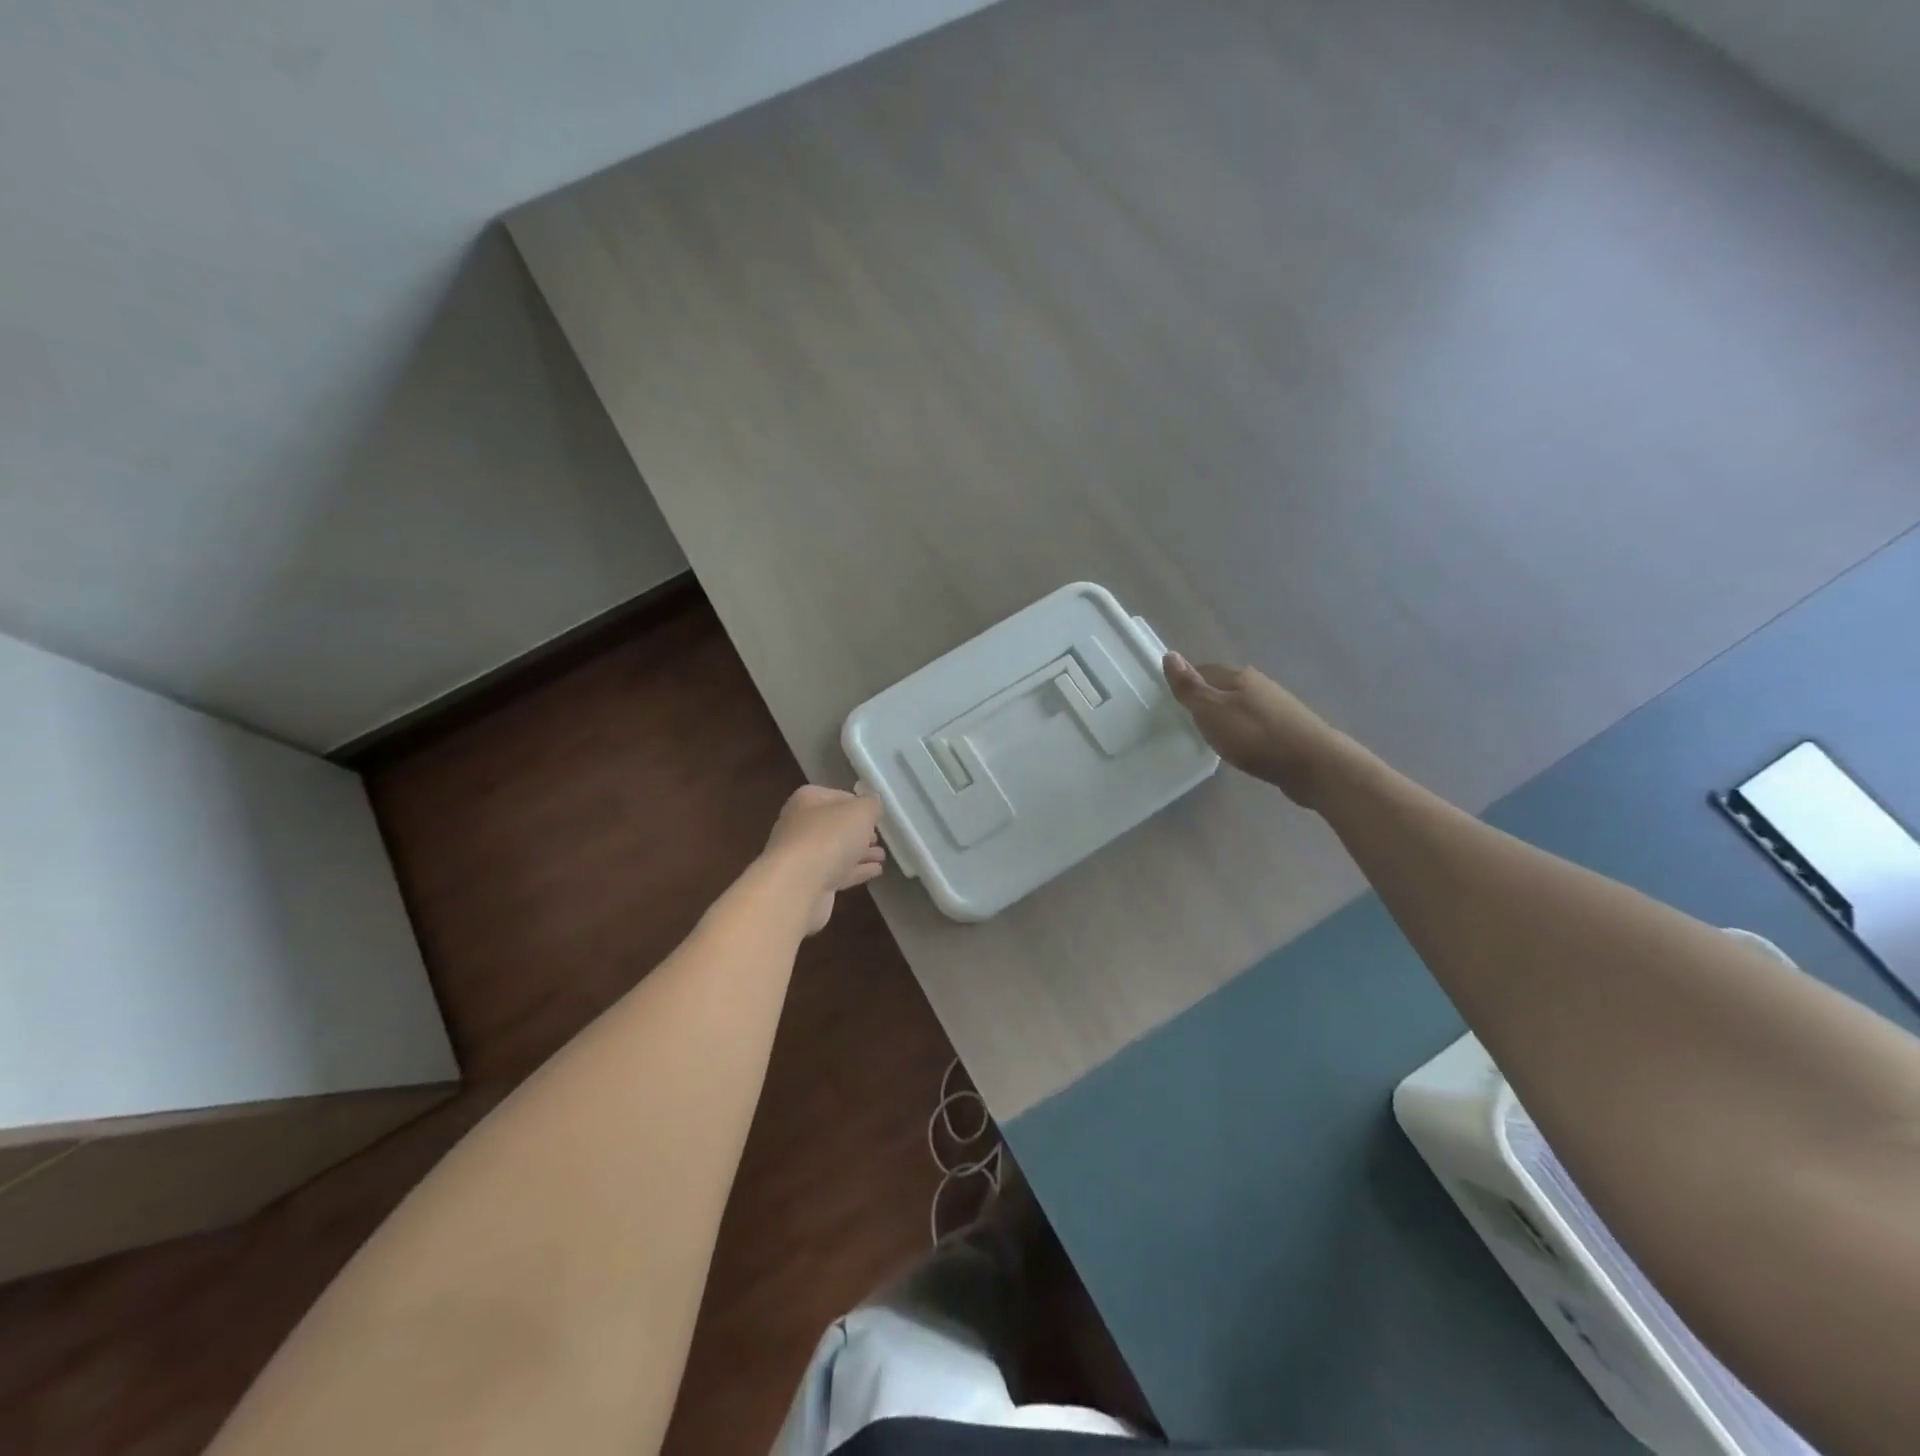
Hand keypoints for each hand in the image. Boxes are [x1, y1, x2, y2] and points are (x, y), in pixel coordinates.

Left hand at [761, 786, 886, 934]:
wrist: (796, 887)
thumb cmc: (828, 837)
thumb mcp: (860, 811)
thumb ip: (871, 804)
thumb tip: (872, 803)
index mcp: (807, 800)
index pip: (838, 796)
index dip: (858, 804)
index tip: (877, 814)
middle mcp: (800, 825)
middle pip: (835, 825)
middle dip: (857, 831)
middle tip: (878, 836)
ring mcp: (802, 856)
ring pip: (836, 850)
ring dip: (859, 852)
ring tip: (882, 855)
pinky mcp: (808, 884)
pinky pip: (837, 872)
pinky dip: (856, 871)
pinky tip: (875, 871)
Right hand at [1162, 652, 1352, 806]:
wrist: (1314, 764)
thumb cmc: (1255, 736)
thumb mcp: (1212, 712)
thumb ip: (1189, 687)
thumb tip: (1169, 654)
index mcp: (1238, 676)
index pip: (1203, 670)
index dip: (1187, 683)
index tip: (1173, 702)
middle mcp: (1259, 684)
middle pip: (1224, 686)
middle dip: (1207, 700)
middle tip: (1189, 722)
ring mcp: (1277, 705)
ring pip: (1241, 704)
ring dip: (1227, 715)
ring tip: (1213, 736)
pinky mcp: (1288, 728)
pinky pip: (1256, 722)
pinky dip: (1244, 730)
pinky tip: (1242, 746)